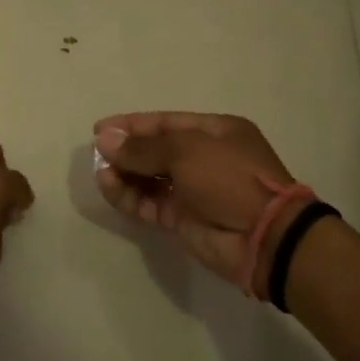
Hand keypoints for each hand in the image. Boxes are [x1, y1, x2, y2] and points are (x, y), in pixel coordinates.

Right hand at [93, 112, 306, 291]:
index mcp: (215, 132)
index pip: (166, 122)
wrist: (263, 238)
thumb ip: (143, 147)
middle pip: (156, 150)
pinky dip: (128, 196)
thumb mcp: (186, 151)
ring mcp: (193, 190)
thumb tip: (105, 140)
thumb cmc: (229, 179)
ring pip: (149, 178)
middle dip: (127, 150)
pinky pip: (149, 202)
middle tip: (97, 152)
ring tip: (101, 172)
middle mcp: (204, 158)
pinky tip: (109, 187)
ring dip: (124, 174)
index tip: (100, 129)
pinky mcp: (182, 219)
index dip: (132, 125)